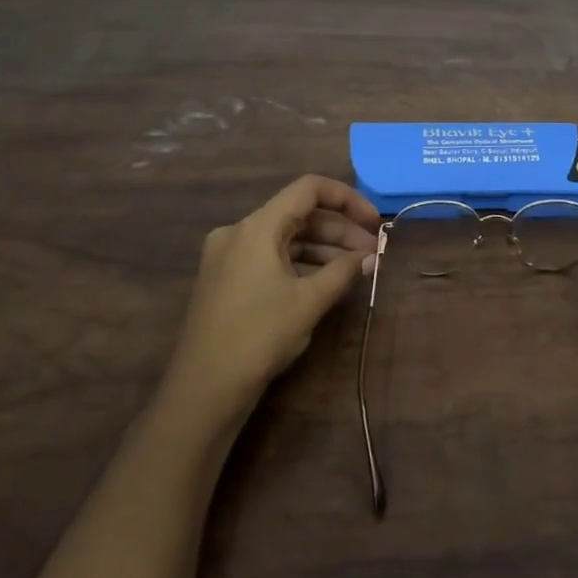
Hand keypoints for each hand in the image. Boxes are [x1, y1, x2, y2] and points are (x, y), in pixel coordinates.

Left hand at [163, 175, 379, 425]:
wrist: (205, 388)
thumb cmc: (260, 335)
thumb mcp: (309, 301)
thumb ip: (344, 271)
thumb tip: (369, 256)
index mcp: (257, 227)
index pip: (308, 189)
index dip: (347, 199)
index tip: (373, 222)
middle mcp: (239, 232)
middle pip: (298, 214)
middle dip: (339, 231)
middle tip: (372, 253)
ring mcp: (229, 255)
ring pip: (285, 238)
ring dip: (322, 249)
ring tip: (357, 269)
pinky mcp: (226, 278)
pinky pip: (270, 257)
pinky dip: (300, 263)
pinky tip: (326, 281)